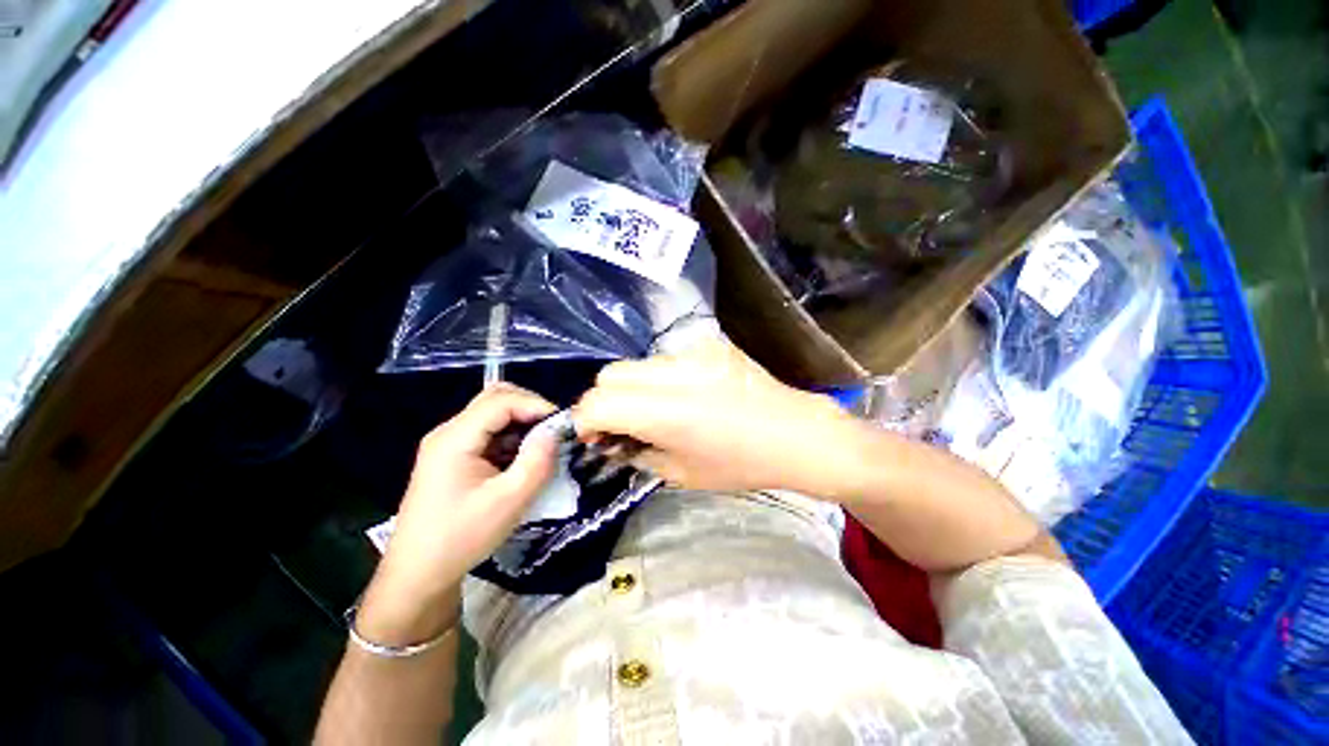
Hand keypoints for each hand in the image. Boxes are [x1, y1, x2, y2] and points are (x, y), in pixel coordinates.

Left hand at [359, 384, 558, 643]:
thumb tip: (556, 432)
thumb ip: (537, 461)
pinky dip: (511, 437)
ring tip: (544, 445)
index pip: (501, 401)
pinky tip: (523, 459)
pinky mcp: (453, 458)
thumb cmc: (462, 538)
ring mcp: (449, 444)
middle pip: (494, 398)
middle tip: (554, 429)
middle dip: (530, 407)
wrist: (418, 575)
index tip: (563, 424)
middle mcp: (449, 433)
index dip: (536, 405)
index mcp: (455, 439)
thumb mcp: (509, 501)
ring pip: (493, 414)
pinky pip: (488, 433)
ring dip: (522, 423)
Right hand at [574, 338, 861, 493]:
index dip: (585, 421)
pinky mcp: (708, 344)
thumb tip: (610, 440)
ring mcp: (694, 352)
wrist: (795, 433)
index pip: (599, 402)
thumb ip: (636, 452)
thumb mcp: (681, 474)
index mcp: (669, 411)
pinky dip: (658, 379)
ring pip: (636, 363)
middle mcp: (676, 371)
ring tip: (651, 410)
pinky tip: (680, 396)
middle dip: (604, 401)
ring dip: (631, 388)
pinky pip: (665, 359)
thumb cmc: (741, 465)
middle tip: (619, 425)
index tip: (593, 437)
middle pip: (610, 373)